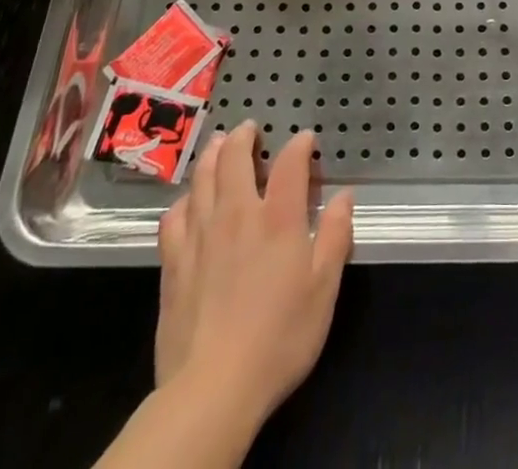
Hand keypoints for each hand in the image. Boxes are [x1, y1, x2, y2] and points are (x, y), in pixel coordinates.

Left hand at [154, 121, 353, 429]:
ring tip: (217, 144)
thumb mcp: (324, 290)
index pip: (289, 163)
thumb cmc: (279, 338)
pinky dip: (183, 200)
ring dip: (211, 155)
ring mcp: (200, 236)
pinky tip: (187, 202)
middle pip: (234, 158)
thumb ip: (336, 237)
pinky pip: (174, 216)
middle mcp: (237, 214)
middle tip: (248, 128)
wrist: (212, 389)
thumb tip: (344, 196)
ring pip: (202, 179)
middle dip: (242, 137)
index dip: (298, 145)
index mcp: (278, 218)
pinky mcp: (173, 263)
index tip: (305, 138)